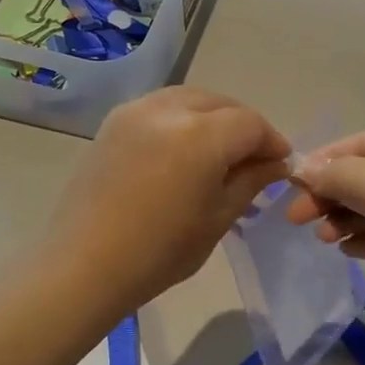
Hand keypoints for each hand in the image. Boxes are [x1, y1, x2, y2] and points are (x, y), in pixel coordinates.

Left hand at [51, 88, 290, 311]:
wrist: (83, 265)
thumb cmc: (159, 252)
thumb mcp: (218, 218)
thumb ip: (251, 181)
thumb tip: (276, 164)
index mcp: (200, 136)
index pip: (251, 124)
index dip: (272, 141)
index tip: (281, 164)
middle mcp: (168, 110)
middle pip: (222, 104)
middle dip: (244, 126)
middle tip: (254, 158)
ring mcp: (136, 111)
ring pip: (190, 98)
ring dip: (213, 116)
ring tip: (219, 150)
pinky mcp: (114, 121)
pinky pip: (161, 106)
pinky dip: (182, 117)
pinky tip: (183, 147)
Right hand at [284, 126, 364, 339]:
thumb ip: (341, 174)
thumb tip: (301, 169)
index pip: (363, 142)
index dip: (327, 159)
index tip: (292, 182)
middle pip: (364, 175)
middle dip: (331, 193)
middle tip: (296, 216)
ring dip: (344, 218)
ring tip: (324, 237)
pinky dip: (364, 239)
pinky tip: (348, 250)